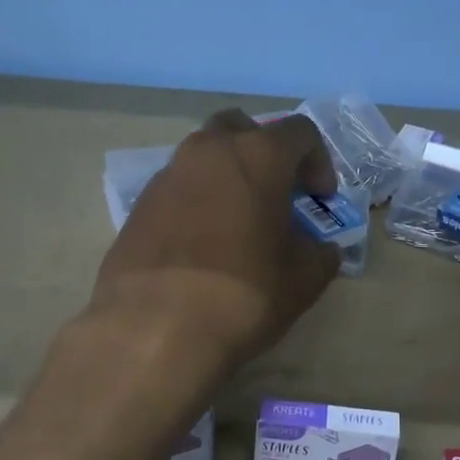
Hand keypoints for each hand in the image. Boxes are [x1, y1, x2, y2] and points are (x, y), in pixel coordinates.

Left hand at [90, 109, 342, 370]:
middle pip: (241, 129)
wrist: (155, 330)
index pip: (300, 132)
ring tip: (238, 223)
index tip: (320, 199)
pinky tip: (202, 245)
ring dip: (226, 177)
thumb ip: (320, 255)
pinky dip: (196, 202)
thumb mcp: (302, 281)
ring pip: (203, 156)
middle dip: (263, 153)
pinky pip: (177, 189)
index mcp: (257, 156)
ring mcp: (167, 175)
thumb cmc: (243, 295)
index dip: (318, 161)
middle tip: (275, 193)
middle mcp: (208, 151)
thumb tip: (322, 250)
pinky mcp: (138, 206)